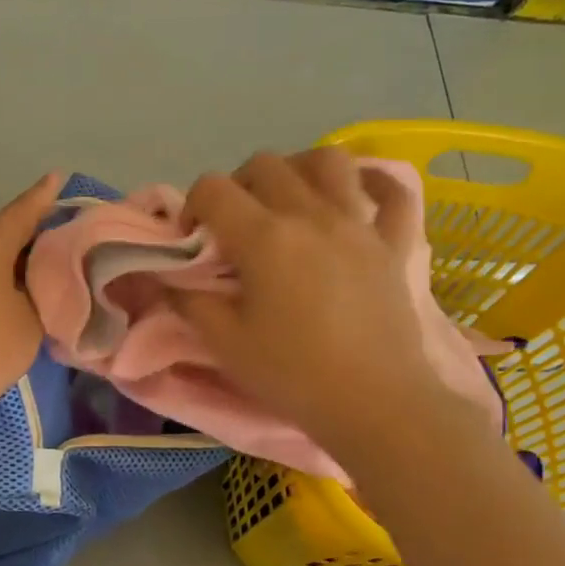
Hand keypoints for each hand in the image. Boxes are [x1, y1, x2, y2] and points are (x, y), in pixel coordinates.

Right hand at [174, 149, 447, 451]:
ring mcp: (359, 224)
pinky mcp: (395, 243)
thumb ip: (189, 300)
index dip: (193, 206)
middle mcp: (311, 214)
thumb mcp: (224, 343)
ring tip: (290, 202)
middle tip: (236, 227)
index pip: (213, 189)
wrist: (373, 404)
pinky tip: (358, 194)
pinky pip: (394, 192)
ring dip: (300, 170)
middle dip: (239, 186)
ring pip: (328, 160)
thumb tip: (169, 276)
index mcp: (264, 237)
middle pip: (265, 165)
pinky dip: (374, 183)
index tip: (194, 241)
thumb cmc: (292, 375)